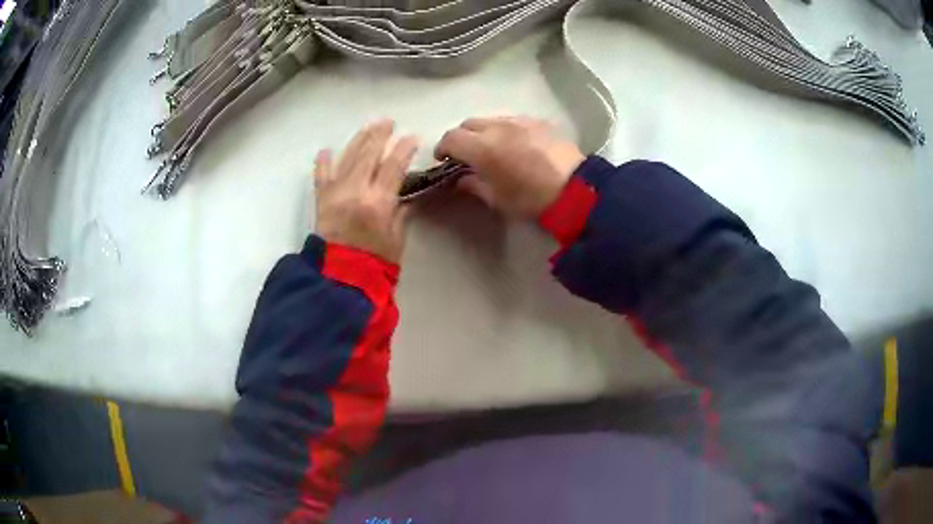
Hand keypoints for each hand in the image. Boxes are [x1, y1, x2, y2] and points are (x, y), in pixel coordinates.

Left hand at [314, 120, 417, 264]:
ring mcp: (335, 193)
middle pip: (369, 154)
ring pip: (348, 158)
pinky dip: (323, 163)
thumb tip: (405, 196)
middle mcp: (356, 191)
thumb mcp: (396, 240)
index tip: (412, 138)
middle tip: (388, 122)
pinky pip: (321, 177)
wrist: (339, 280)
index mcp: (378, 202)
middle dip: (380, 135)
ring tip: (369, 126)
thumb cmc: (373, 264)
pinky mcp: (321, 200)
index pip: (393, 166)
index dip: (404, 149)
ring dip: (359, 140)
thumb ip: (400, 214)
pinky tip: (326, 150)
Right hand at [434, 116, 584, 217]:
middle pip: (468, 123)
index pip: (451, 138)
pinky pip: (512, 120)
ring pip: (491, 119)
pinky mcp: (538, 121)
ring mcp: (520, 121)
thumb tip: (461, 179)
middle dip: (461, 137)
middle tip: (465, 154)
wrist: (576, 190)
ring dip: (483, 131)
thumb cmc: (532, 200)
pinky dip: (504, 129)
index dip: (442, 147)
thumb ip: (474, 185)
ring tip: (490, 147)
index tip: (443, 159)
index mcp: (483, 147)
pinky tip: (514, 143)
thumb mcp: (498, 199)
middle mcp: (498, 127)